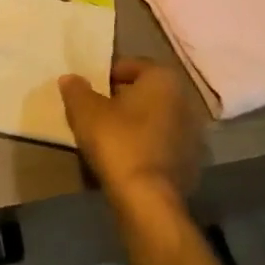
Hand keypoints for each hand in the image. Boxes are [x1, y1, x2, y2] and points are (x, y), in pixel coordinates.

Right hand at [59, 57, 206, 206]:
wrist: (147, 198)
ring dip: (135, 124)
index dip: (107, 75)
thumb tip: (70, 79)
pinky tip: (125, 158)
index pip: (132, 65)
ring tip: (108, 136)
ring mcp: (193, 135)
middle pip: (146, 93)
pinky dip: (146, 146)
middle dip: (123, 99)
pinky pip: (162, 144)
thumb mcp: (85, 110)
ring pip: (155, 119)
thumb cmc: (117, 141)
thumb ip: (76, 89)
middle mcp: (184, 101)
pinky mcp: (192, 164)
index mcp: (163, 79)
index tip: (90, 90)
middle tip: (96, 111)